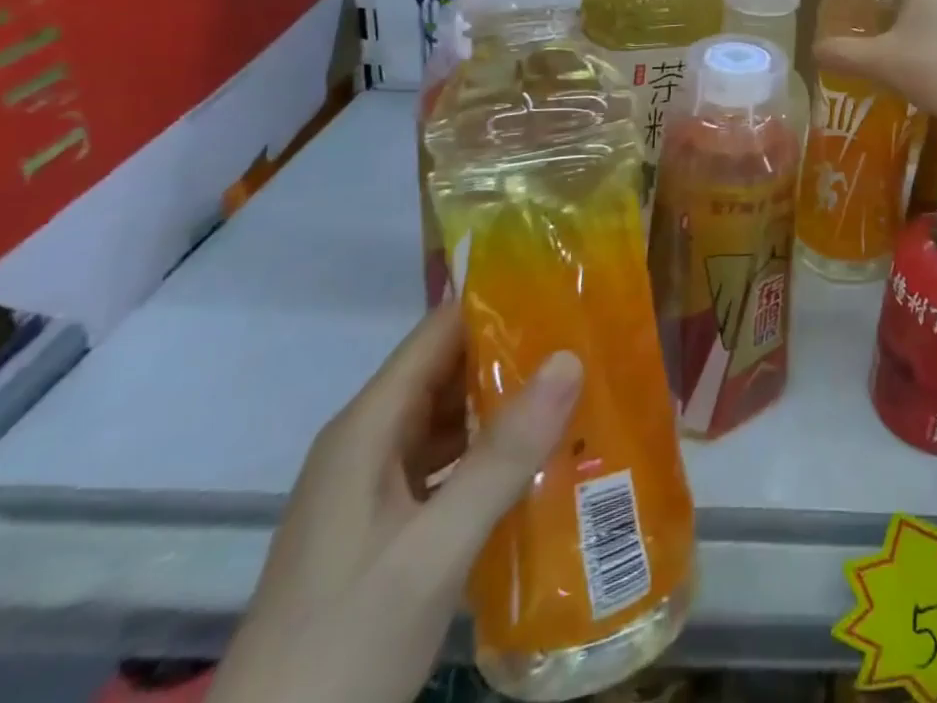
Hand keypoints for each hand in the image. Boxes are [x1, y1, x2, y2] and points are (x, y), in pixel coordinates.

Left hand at [209, 306, 581, 702]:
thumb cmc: (344, 645)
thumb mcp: (434, 549)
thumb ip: (502, 456)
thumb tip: (570, 358)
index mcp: (369, 427)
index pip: (440, 332)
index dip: (499, 303)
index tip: (565, 291)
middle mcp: (371, 443)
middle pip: (450, 371)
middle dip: (517, 352)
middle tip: (592, 338)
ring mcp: (377, 488)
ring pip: (454, 420)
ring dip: (511, 405)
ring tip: (585, 387)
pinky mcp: (389, 528)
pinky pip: (451, 466)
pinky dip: (496, 454)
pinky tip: (547, 460)